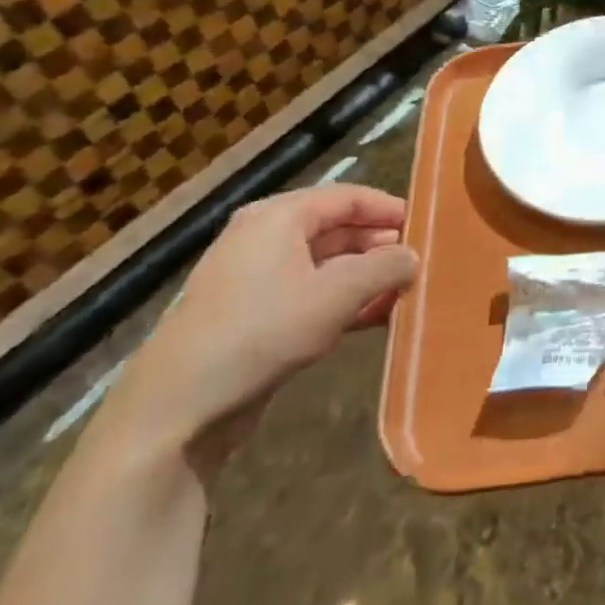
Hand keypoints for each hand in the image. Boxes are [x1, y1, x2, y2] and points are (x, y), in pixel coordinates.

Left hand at [99, 185, 416, 467]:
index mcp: (278, 217)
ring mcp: (256, 279)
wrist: (178, 408)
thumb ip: (384, 268)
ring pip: (326, 265)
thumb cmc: (262, 331)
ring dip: (365, 277)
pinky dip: (343, 302)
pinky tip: (374, 319)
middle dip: (379, 245)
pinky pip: (310, 295)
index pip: (346, 196)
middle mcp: (265, 238)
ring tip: (404, 293)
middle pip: (336, 229)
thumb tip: (412, 256)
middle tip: (419, 263)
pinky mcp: (254, 316)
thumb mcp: (336, 294)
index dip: (388, 209)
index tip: (426, 226)